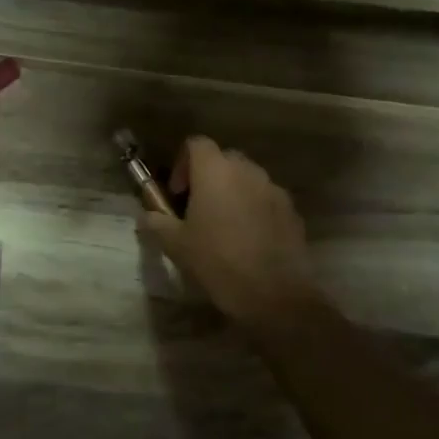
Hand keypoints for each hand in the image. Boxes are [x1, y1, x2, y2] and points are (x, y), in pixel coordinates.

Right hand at [139, 136, 318, 325]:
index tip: (177, 192)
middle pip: (224, 159)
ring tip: (223, 225)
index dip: (183, 163)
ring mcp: (273, 189)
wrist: (273, 295)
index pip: (196, 144)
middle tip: (197, 207)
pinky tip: (248, 239)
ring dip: (233, 192)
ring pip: (247, 178)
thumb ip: (157, 222)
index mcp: (215, 172)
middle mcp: (247, 171)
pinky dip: (254, 208)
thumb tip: (147, 215)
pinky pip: (266, 199)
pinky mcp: (292, 211)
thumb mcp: (176, 245)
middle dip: (208, 177)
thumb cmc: (217, 262)